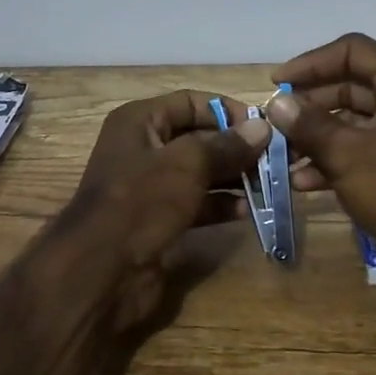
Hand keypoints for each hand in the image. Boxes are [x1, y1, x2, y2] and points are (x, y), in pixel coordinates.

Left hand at [70, 90, 270, 330]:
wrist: (100, 271)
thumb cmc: (141, 201)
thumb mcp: (187, 164)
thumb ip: (226, 145)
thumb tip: (263, 127)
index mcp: (140, 121)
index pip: (190, 102)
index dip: (227, 110)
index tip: (264, 126)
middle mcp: (143, 148)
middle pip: (198, 138)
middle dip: (236, 148)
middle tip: (275, 159)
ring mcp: (151, 187)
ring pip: (201, 173)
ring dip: (233, 178)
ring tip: (269, 185)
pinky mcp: (159, 220)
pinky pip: (197, 203)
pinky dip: (221, 205)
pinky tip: (248, 211)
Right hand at [267, 34, 375, 317]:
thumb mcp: (349, 155)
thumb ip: (309, 124)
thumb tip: (277, 103)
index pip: (352, 51)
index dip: (310, 63)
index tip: (275, 83)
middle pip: (350, 85)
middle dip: (309, 105)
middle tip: (274, 122)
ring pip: (354, 122)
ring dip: (316, 136)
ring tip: (281, 155)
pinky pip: (364, 151)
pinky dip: (334, 161)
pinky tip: (302, 182)